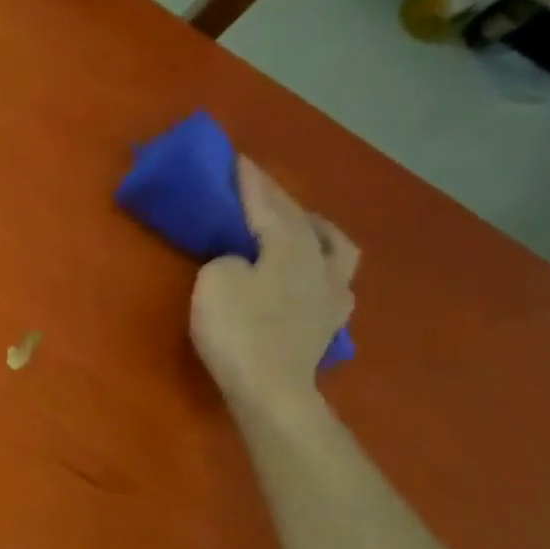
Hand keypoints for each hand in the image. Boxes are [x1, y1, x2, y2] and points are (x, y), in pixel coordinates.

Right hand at [190, 158, 358, 412]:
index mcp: (291, 247)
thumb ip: (227, 258)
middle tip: (258, 187)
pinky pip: (334, 280)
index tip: (238, 158)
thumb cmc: (239, 332)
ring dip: (316, 229)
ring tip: (300, 226)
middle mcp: (320, 263)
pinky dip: (321, 266)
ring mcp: (332, 295)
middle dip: (279, 200)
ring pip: (334, 247)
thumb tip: (242, 261)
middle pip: (303, 220)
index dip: (251, 181)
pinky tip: (311, 275)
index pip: (269, 205)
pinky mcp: (329, 323)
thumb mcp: (215, 282)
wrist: (271, 391)